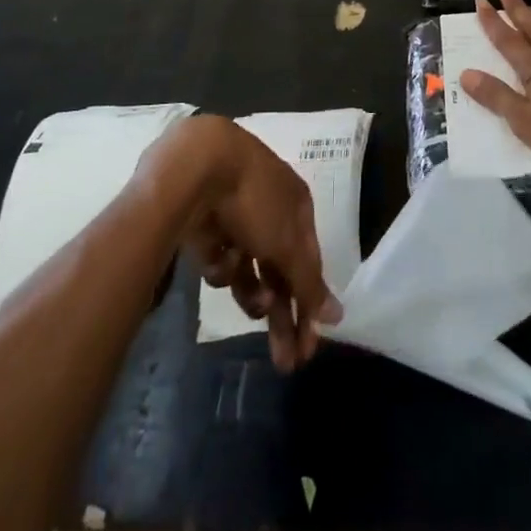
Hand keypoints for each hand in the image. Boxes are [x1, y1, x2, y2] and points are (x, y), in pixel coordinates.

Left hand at [145, 116, 341, 371]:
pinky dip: (221, 264)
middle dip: (282, 315)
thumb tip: (337, 316)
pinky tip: (217, 254)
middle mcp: (269, 211)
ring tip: (251, 304)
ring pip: (248, 270)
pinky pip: (219, 258)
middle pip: (279, 271)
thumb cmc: (253, 199)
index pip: (310, 262)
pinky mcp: (204, 226)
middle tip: (285, 363)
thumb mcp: (287, 243)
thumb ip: (309, 282)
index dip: (310, 305)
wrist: (193, 166)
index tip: (308, 349)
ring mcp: (235, 218)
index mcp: (297, 205)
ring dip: (252, 291)